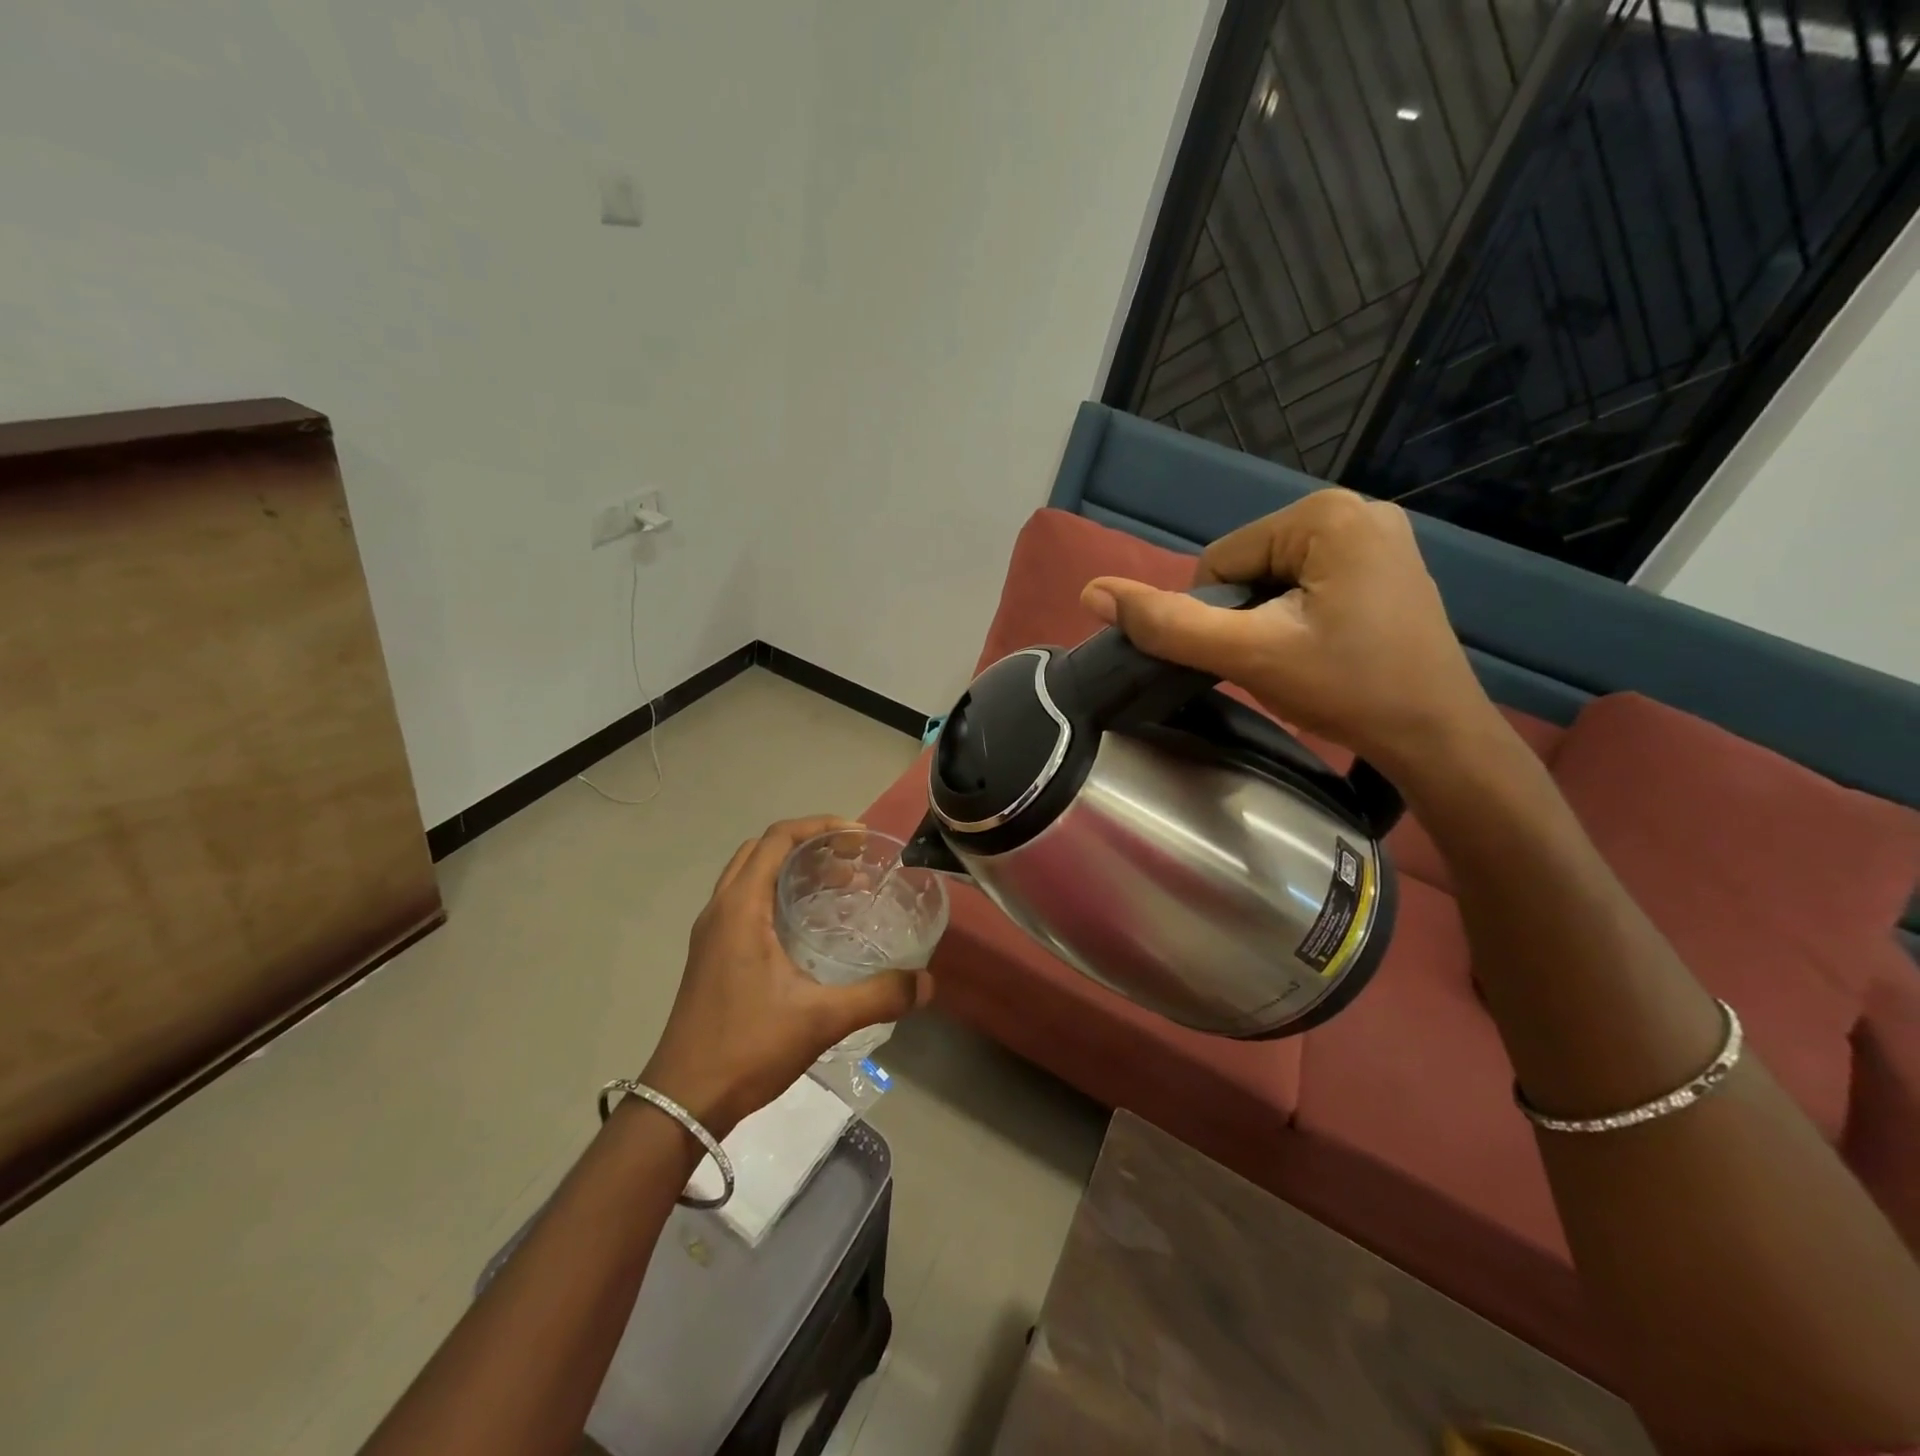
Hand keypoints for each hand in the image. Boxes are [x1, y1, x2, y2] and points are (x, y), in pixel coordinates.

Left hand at [638, 816, 932, 1136]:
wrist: (682, 1101)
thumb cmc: (747, 1047)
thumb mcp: (821, 1019)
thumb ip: (878, 996)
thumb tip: (927, 982)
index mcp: (740, 908)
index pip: (777, 839)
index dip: (819, 827)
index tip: (858, 838)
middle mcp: (720, 910)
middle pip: (762, 851)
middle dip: (809, 845)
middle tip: (852, 862)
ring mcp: (711, 934)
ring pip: (751, 877)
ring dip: (791, 870)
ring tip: (838, 888)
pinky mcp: (711, 956)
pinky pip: (745, 902)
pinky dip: (778, 895)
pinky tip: (809, 927)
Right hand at [1080, 489, 1496, 777]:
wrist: (1438, 739)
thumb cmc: (1348, 688)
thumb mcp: (1248, 655)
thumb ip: (1168, 624)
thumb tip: (1091, 592)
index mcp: (1325, 514)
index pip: (1220, 560)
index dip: (1217, 615)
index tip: (1253, 655)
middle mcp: (1357, 510)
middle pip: (1249, 566)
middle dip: (1246, 618)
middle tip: (1281, 663)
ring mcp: (1378, 538)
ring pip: (1275, 579)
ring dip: (1269, 622)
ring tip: (1304, 661)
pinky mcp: (1386, 568)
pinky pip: (1308, 585)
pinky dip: (1298, 619)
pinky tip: (1325, 651)